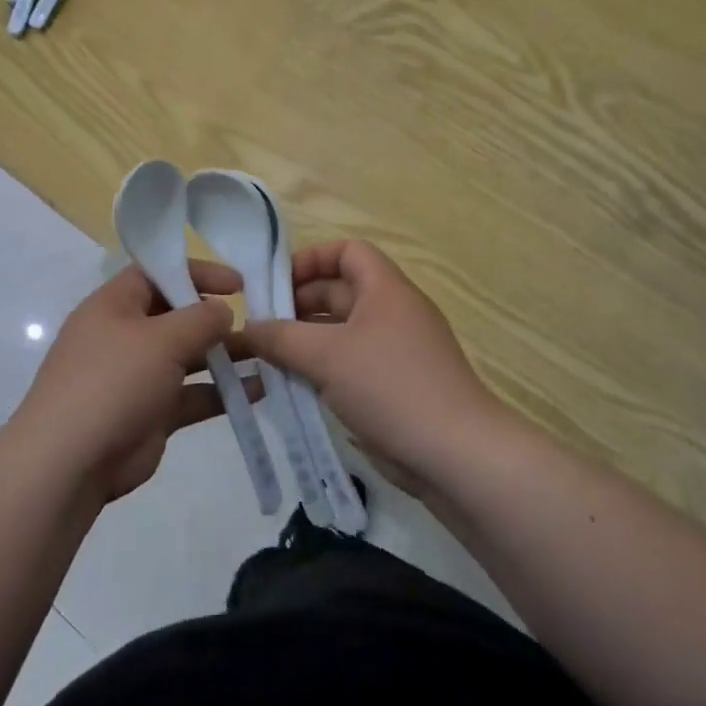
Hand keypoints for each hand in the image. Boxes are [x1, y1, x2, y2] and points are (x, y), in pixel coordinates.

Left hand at [9, 261, 253, 501]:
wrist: (71, 461)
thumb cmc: (114, 382)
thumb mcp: (161, 339)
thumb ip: (199, 319)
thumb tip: (222, 310)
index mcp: (114, 306)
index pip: (156, 273)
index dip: (196, 272)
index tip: (238, 283)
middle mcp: (124, 336)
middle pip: (175, 315)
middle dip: (215, 317)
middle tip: (259, 320)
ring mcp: (137, 377)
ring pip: (187, 358)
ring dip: (225, 356)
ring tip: (268, 354)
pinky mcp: (150, 414)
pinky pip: (191, 395)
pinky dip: (221, 392)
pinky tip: (258, 390)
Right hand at [244, 241, 498, 494]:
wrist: (455, 454)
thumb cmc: (390, 387)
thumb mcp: (326, 356)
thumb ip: (281, 337)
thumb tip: (249, 327)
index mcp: (385, 290)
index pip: (346, 251)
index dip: (310, 259)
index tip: (275, 285)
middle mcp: (392, 313)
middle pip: (339, 292)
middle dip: (298, 306)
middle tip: (260, 330)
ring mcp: (395, 351)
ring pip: (341, 333)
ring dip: (305, 342)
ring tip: (268, 360)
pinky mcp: (394, 386)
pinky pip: (350, 364)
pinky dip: (322, 370)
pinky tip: (295, 388)